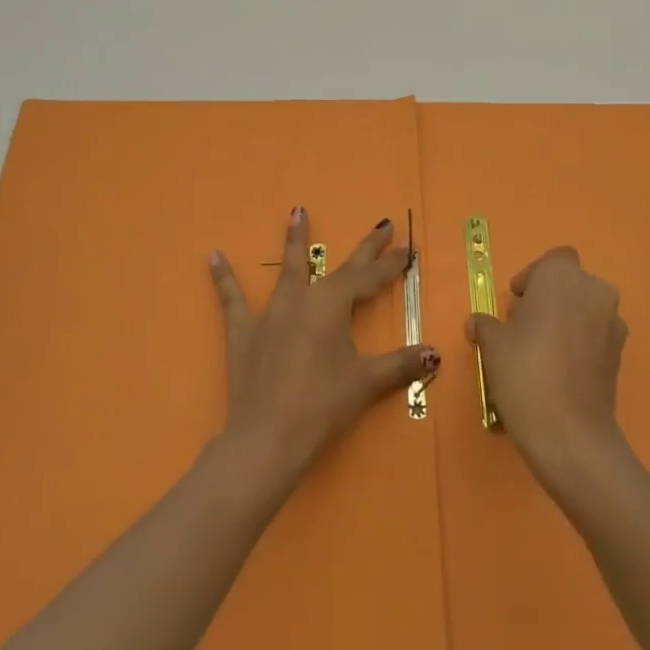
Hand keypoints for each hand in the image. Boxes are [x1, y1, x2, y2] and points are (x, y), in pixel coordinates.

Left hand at [210, 209, 437, 479]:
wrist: (268, 437)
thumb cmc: (323, 406)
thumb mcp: (367, 383)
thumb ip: (401, 364)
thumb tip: (435, 354)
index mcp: (333, 305)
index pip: (369, 278)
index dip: (391, 265)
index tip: (409, 249)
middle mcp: (303, 299)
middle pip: (338, 268)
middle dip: (365, 249)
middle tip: (383, 224)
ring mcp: (271, 313)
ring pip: (287, 270)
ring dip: (294, 241)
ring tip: (297, 212)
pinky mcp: (244, 332)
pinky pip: (232, 300)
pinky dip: (224, 279)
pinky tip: (213, 257)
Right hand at [468, 247, 628, 488]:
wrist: (569, 432)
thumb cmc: (525, 372)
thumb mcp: (492, 345)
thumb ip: (485, 326)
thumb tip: (477, 323)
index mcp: (562, 277)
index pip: (553, 260)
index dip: (534, 277)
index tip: (516, 301)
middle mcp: (594, 291)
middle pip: (571, 284)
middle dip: (550, 299)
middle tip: (523, 327)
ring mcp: (613, 323)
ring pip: (585, 310)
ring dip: (566, 321)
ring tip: (540, 353)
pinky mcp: (621, 355)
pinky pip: (595, 337)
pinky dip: (579, 345)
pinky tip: (558, 372)